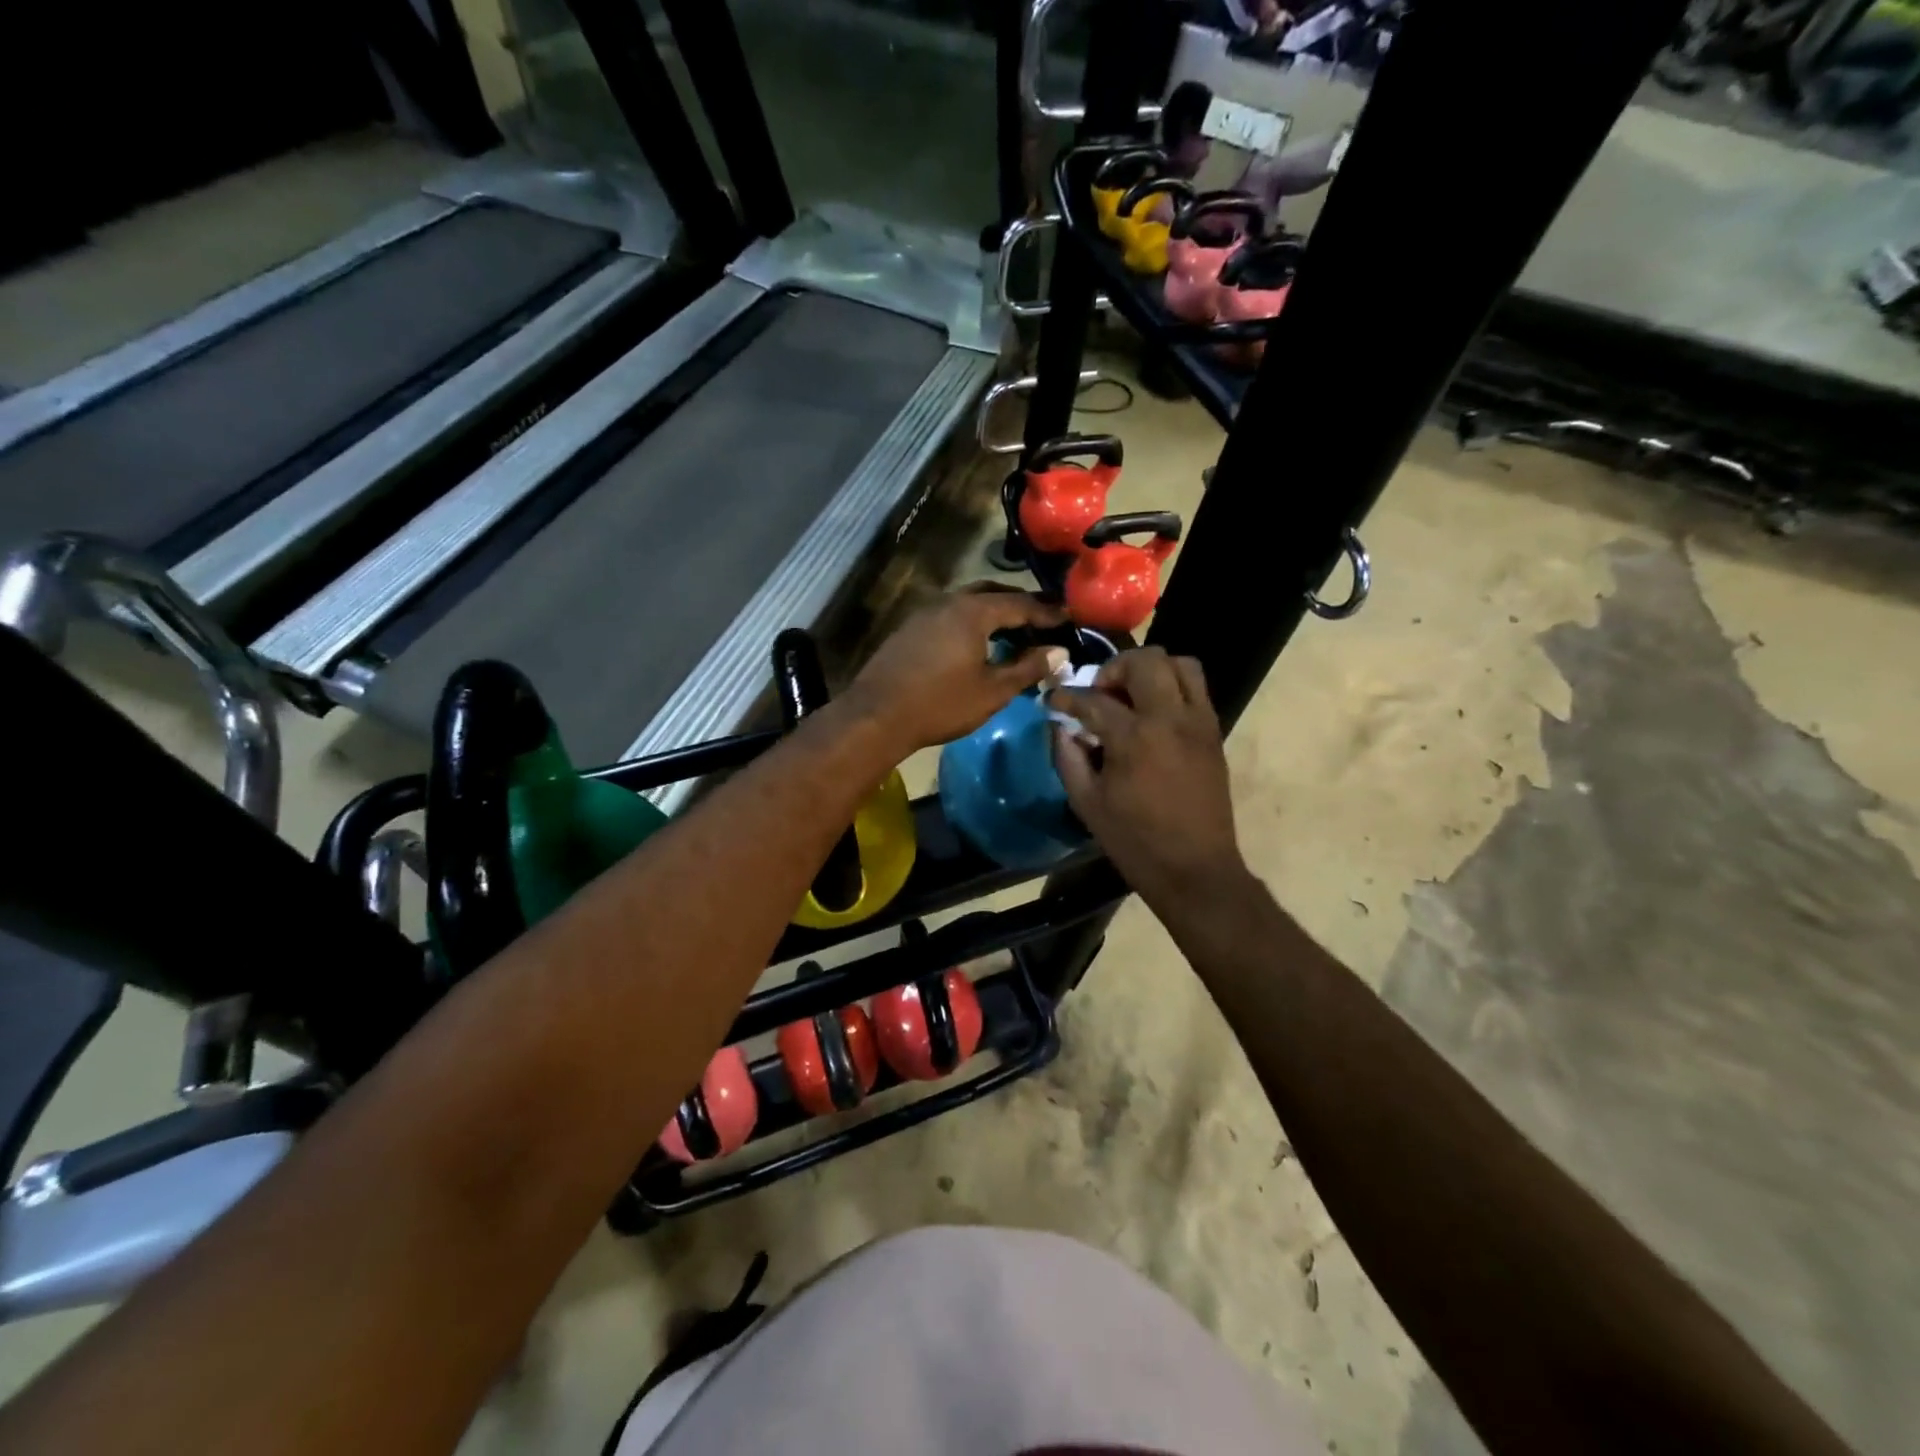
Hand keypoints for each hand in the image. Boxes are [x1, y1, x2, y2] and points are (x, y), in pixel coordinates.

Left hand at [845, 587, 1068, 754]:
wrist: (876, 716)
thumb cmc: (941, 704)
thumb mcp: (993, 691)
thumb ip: (1028, 667)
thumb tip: (1059, 652)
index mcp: (973, 611)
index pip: (1020, 603)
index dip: (1047, 611)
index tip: (1069, 616)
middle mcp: (948, 602)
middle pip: (992, 594)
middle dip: (1020, 604)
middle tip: (1043, 618)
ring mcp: (924, 613)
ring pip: (968, 603)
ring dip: (994, 612)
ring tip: (1014, 631)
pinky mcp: (909, 629)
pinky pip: (950, 615)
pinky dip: (972, 622)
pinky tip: (978, 643)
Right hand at [1051, 647, 1245, 901]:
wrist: (1194, 869)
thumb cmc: (1135, 841)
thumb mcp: (1086, 803)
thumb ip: (1067, 757)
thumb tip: (1059, 727)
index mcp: (1134, 738)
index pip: (1093, 700)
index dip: (1066, 698)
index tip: (1052, 701)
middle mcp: (1170, 718)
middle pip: (1146, 661)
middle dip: (1114, 669)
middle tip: (1100, 693)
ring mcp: (1198, 722)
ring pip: (1180, 664)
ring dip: (1150, 670)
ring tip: (1131, 696)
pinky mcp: (1214, 733)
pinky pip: (1196, 689)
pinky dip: (1172, 687)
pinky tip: (1153, 715)